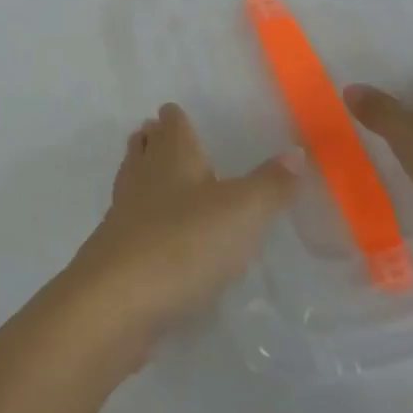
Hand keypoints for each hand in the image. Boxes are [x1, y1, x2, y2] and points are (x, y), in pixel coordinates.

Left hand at [67, 104, 298, 355]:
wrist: (118, 300)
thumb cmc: (185, 242)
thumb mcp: (243, 212)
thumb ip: (271, 184)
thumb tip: (296, 151)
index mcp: (173, 157)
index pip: (172, 124)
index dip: (175, 117)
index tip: (176, 112)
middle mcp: (143, 177)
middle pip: (144, 148)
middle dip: (153, 141)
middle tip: (160, 136)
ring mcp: (124, 214)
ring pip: (133, 182)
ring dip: (144, 175)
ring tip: (158, 177)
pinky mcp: (116, 252)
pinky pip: (131, 223)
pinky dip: (142, 219)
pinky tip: (156, 234)